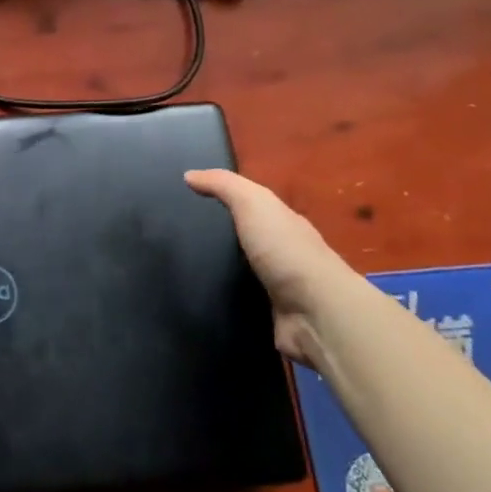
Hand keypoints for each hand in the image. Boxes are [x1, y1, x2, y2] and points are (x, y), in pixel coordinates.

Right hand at [185, 170, 349, 364]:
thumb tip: (189, 174)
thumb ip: (224, 186)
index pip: (248, 207)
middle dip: (213, 239)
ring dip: (213, 272)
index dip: (220, 201)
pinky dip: (218, 301)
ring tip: (174, 269)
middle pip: (241, 240)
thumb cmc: (285, 250)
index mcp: (280, 223)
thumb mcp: (254, 203)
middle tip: (175, 238)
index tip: (185, 201)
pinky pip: (235, 304)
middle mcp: (279, 254)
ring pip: (236, 274)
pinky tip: (194, 297)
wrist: (316, 313)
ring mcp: (274, 288)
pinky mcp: (265, 316)